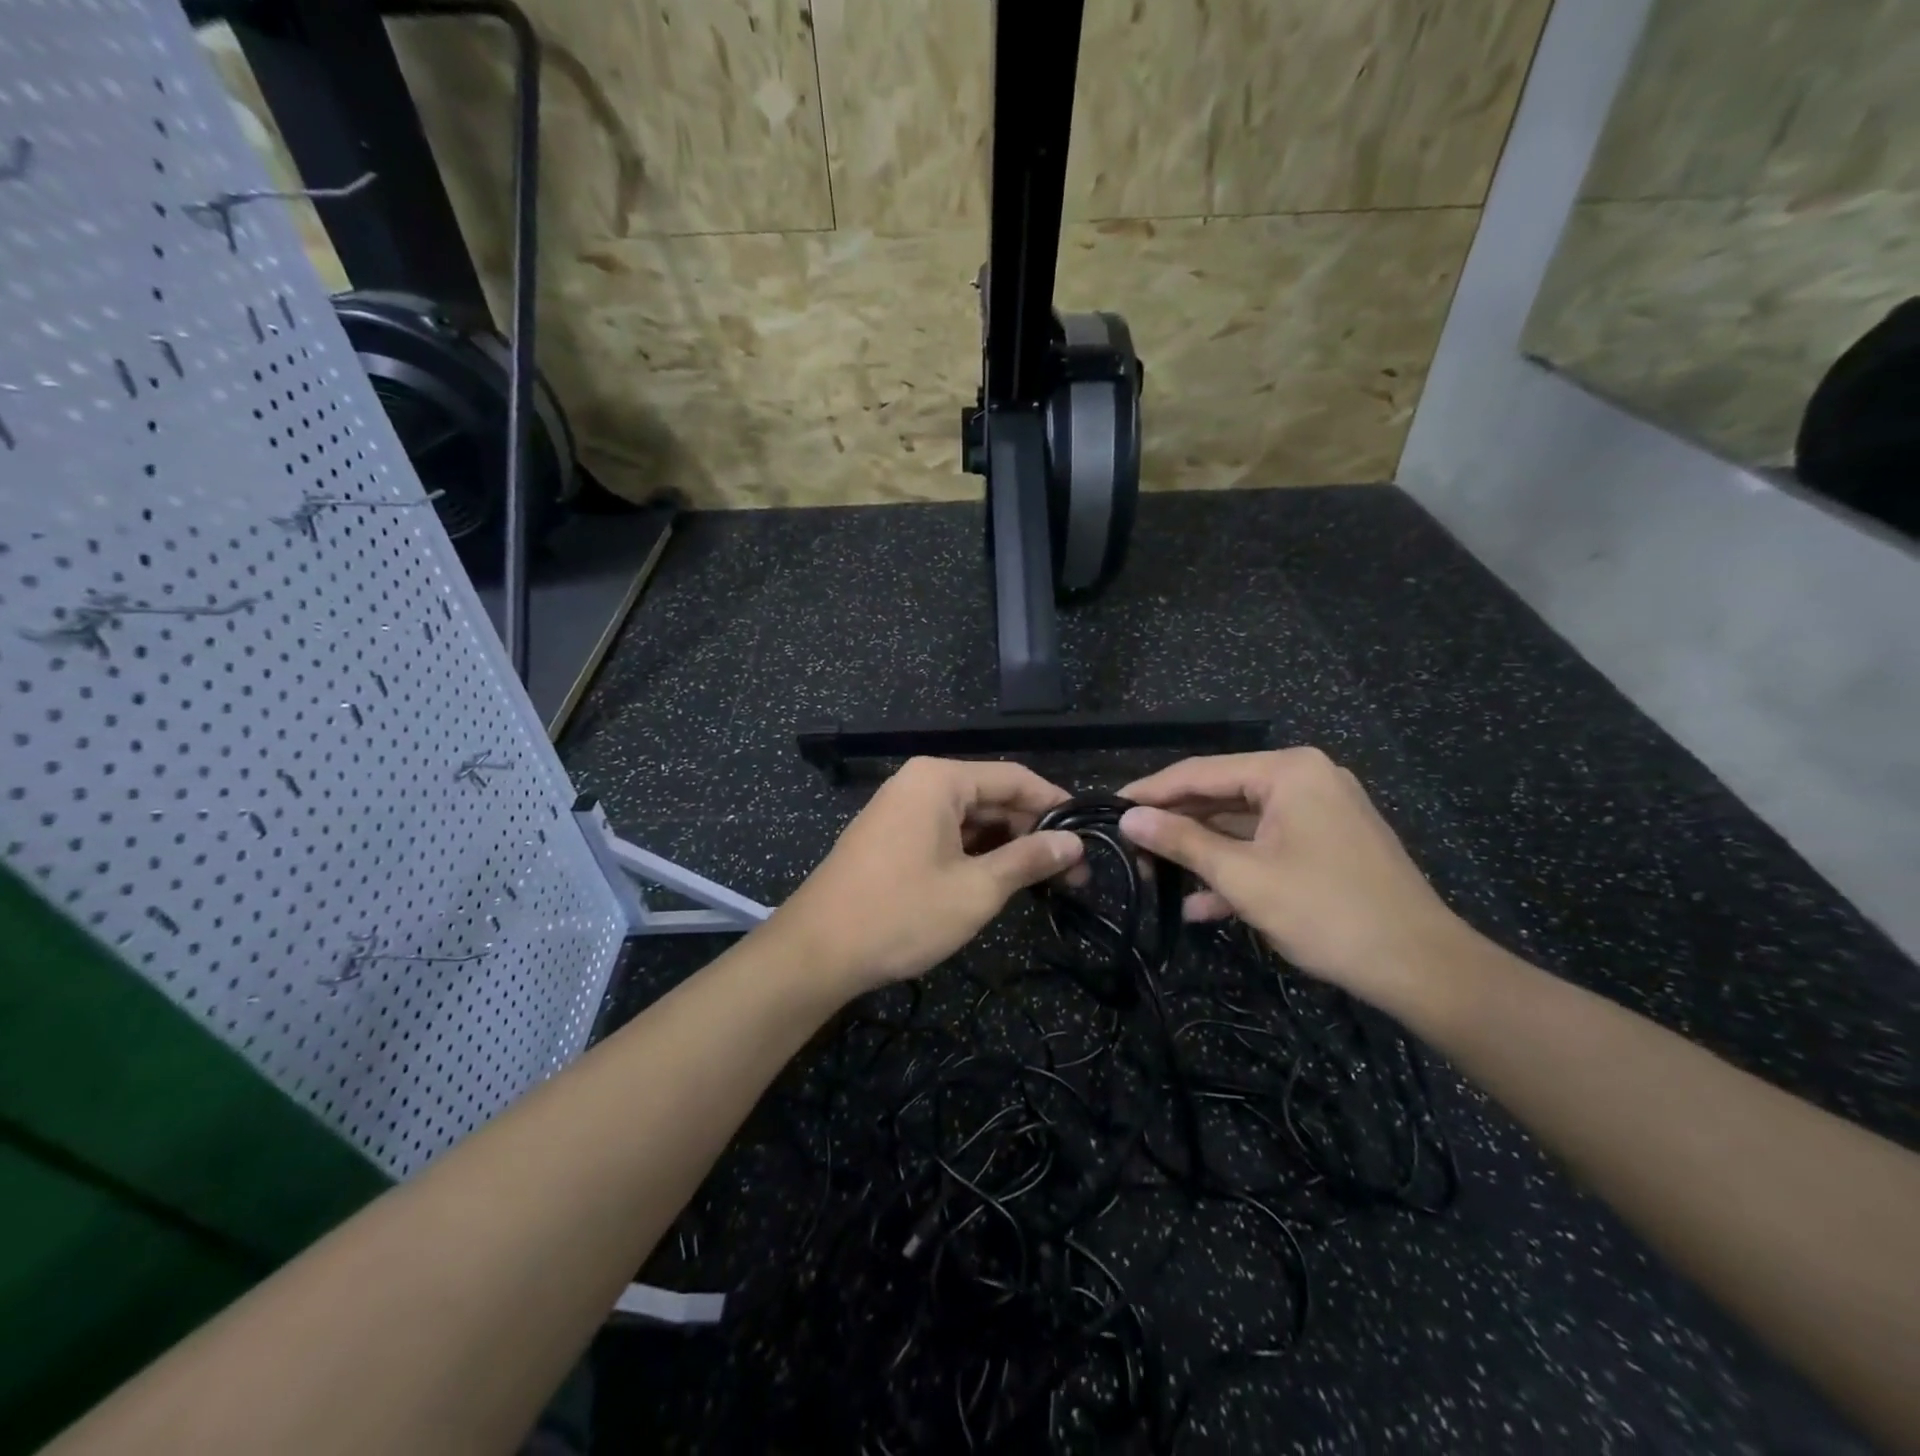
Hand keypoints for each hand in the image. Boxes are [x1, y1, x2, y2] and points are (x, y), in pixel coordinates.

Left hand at [774, 757, 1084, 995]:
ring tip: (1045, 882)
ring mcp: (901, 809)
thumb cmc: (901, 914)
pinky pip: (945, 834)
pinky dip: (975, 854)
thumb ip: (1029, 859)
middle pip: (992, 796)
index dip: (1056, 805)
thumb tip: (1074, 843)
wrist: (817, 951)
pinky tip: (1000, 881)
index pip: (1015, 777)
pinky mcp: (891, 837)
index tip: (1090, 836)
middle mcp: (919, 783)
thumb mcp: (976, 889)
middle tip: (1073, 873)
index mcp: (940, 779)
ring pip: (969, 819)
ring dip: (1006, 847)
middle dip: (1032, 832)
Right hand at [1118, 749, 1471, 1010]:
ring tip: (1153, 877)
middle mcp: (1305, 780)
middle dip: (1176, 827)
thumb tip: (1127, 818)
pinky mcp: (1326, 845)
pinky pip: (1267, 847)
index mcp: (1289, 771)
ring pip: (1241, 825)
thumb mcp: (1243, 877)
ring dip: (1201, 853)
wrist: (1422, 968)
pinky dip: (1236, 870)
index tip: (1109, 809)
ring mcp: (1319, 813)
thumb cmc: (1326, 912)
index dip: (1151, 792)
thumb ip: (1181, 842)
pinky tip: (1199, 905)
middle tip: (1128, 848)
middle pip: (1221, 796)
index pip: (1201, 772)